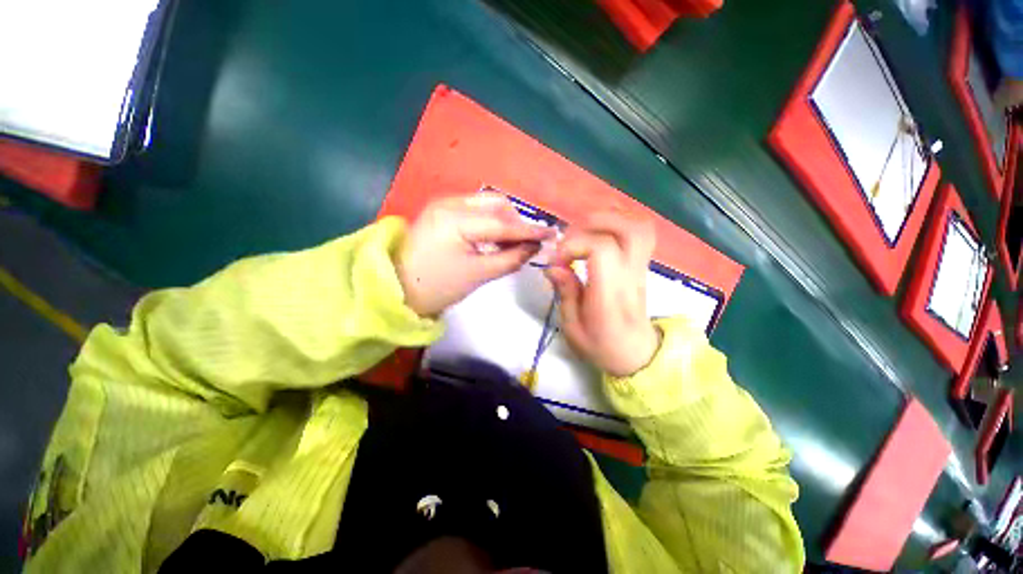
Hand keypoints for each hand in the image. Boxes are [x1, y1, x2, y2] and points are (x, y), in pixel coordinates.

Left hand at [397, 193, 554, 316]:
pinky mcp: (443, 211)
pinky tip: (495, 238)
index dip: (529, 229)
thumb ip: (510, 259)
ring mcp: (444, 204)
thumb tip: (534, 248)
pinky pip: (476, 210)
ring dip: (505, 221)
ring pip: (487, 205)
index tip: (552, 234)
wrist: (398, 289)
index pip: (502, 222)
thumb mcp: (478, 275)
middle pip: (496, 204)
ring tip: (512, 243)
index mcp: (455, 220)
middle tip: (527, 243)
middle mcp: (449, 203)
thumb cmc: (437, 287)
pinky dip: (491, 222)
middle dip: (516, 222)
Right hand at [544, 211, 660, 377]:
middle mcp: (630, 275)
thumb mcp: (572, 327)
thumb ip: (564, 293)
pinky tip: (597, 233)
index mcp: (611, 294)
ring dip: (606, 219)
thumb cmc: (601, 345)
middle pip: (626, 228)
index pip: (602, 249)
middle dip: (590, 224)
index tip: (557, 261)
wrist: (635, 354)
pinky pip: (639, 231)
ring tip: (582, 233)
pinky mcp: (641, 264)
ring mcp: (640, 267)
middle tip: (568, 240)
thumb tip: (552, 266)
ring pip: (637, 225)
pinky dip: (617, 222)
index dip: (574, 245)